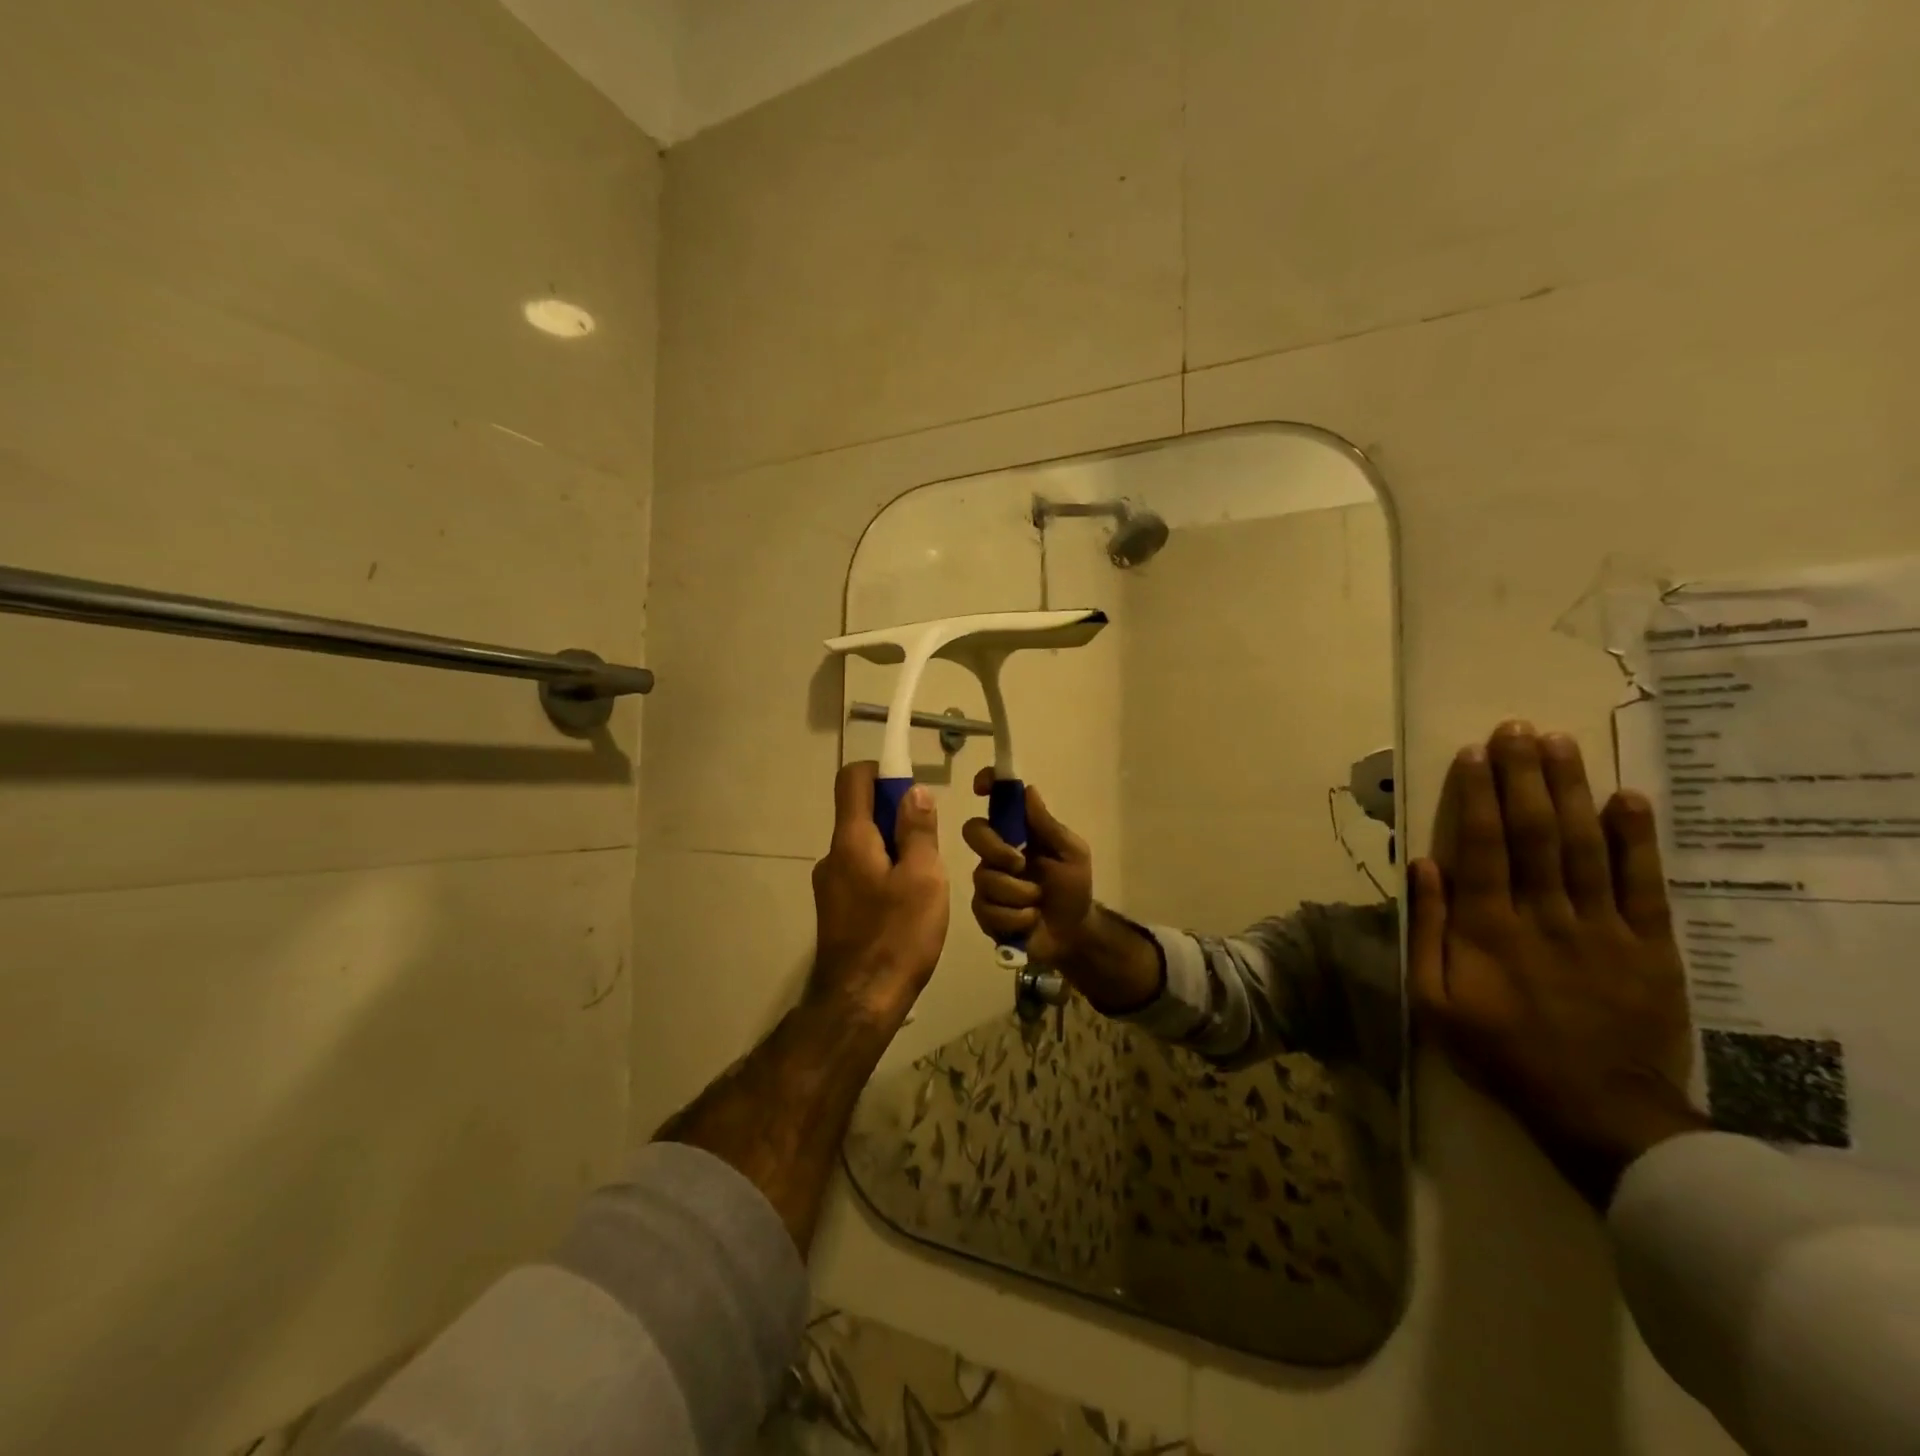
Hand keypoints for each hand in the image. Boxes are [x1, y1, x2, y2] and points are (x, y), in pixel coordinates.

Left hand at [808, 762, 949, 1031]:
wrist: (860, 1003)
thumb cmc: (898, 936)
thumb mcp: (923, 878)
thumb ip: (918, 830)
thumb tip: (913, 791)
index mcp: (850, 839)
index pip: (852, 779)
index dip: (881, 771)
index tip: (911, 788)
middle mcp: (832, 856)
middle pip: (861, 814)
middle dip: (897, 818)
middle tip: (931, 848)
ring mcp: (830, 886)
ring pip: (865, 848)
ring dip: (895, 851)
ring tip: (925, 885)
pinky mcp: (836, 911)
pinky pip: (862, 876)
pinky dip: (885, 876)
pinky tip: (908, 908)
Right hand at [962, 767, 1095, 966]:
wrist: (1073, 933)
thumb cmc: (1073, 887)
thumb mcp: (1071, 853)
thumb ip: (1048, 825)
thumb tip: (1028, 789)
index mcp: (1017, 833)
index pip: (996, 801)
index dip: (986, 786)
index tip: (981, 787)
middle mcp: (996, 852)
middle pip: (974, 832)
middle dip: (996, 849)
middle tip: (1020, 864)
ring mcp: (987, 881)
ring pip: (984, 877)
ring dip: (1018, 893)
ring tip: (1037, 903)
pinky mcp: (984, 912)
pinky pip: (988, 909)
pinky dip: (1016, 917)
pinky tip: (1029, 920)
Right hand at [1410, 721, 1707, 1207]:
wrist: (1599, 1110)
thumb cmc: (1500, 1051)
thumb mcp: (1434, 1000)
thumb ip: (1426, 930)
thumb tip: (1422, 866)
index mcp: (1488, 928)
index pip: (1482, 846)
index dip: (1477, 796)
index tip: (1474, 752)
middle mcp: (1545, 915)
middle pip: (1535, 833)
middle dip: (1524, 776)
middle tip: (1517, 729)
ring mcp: (1603, 928)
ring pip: (1586, 846)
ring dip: (1572, 791)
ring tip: (1562, 744)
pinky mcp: (1651, 946)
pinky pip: (1645, 885)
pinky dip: (1637, 841)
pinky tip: (1629, 799)